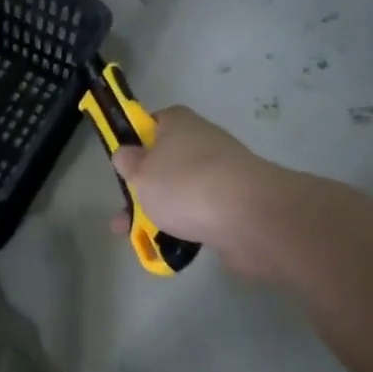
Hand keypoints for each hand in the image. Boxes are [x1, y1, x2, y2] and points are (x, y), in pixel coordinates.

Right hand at [108, 106, 280, 273]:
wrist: (249, 217)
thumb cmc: (184, 184)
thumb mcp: (139, 171)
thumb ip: (128, 162)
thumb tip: (128, 153)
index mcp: (179, 123)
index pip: (154, 122)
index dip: (136, 142)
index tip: (123, 166)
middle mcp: (203, 142)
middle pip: (166, 162)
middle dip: (144, 189)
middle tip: (123, 214)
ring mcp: (223, 174)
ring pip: (182, 192)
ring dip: (161, 213)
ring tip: (139, 239)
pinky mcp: (236, 204)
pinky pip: (202, 214)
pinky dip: (185, 229)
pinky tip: (169, 248)